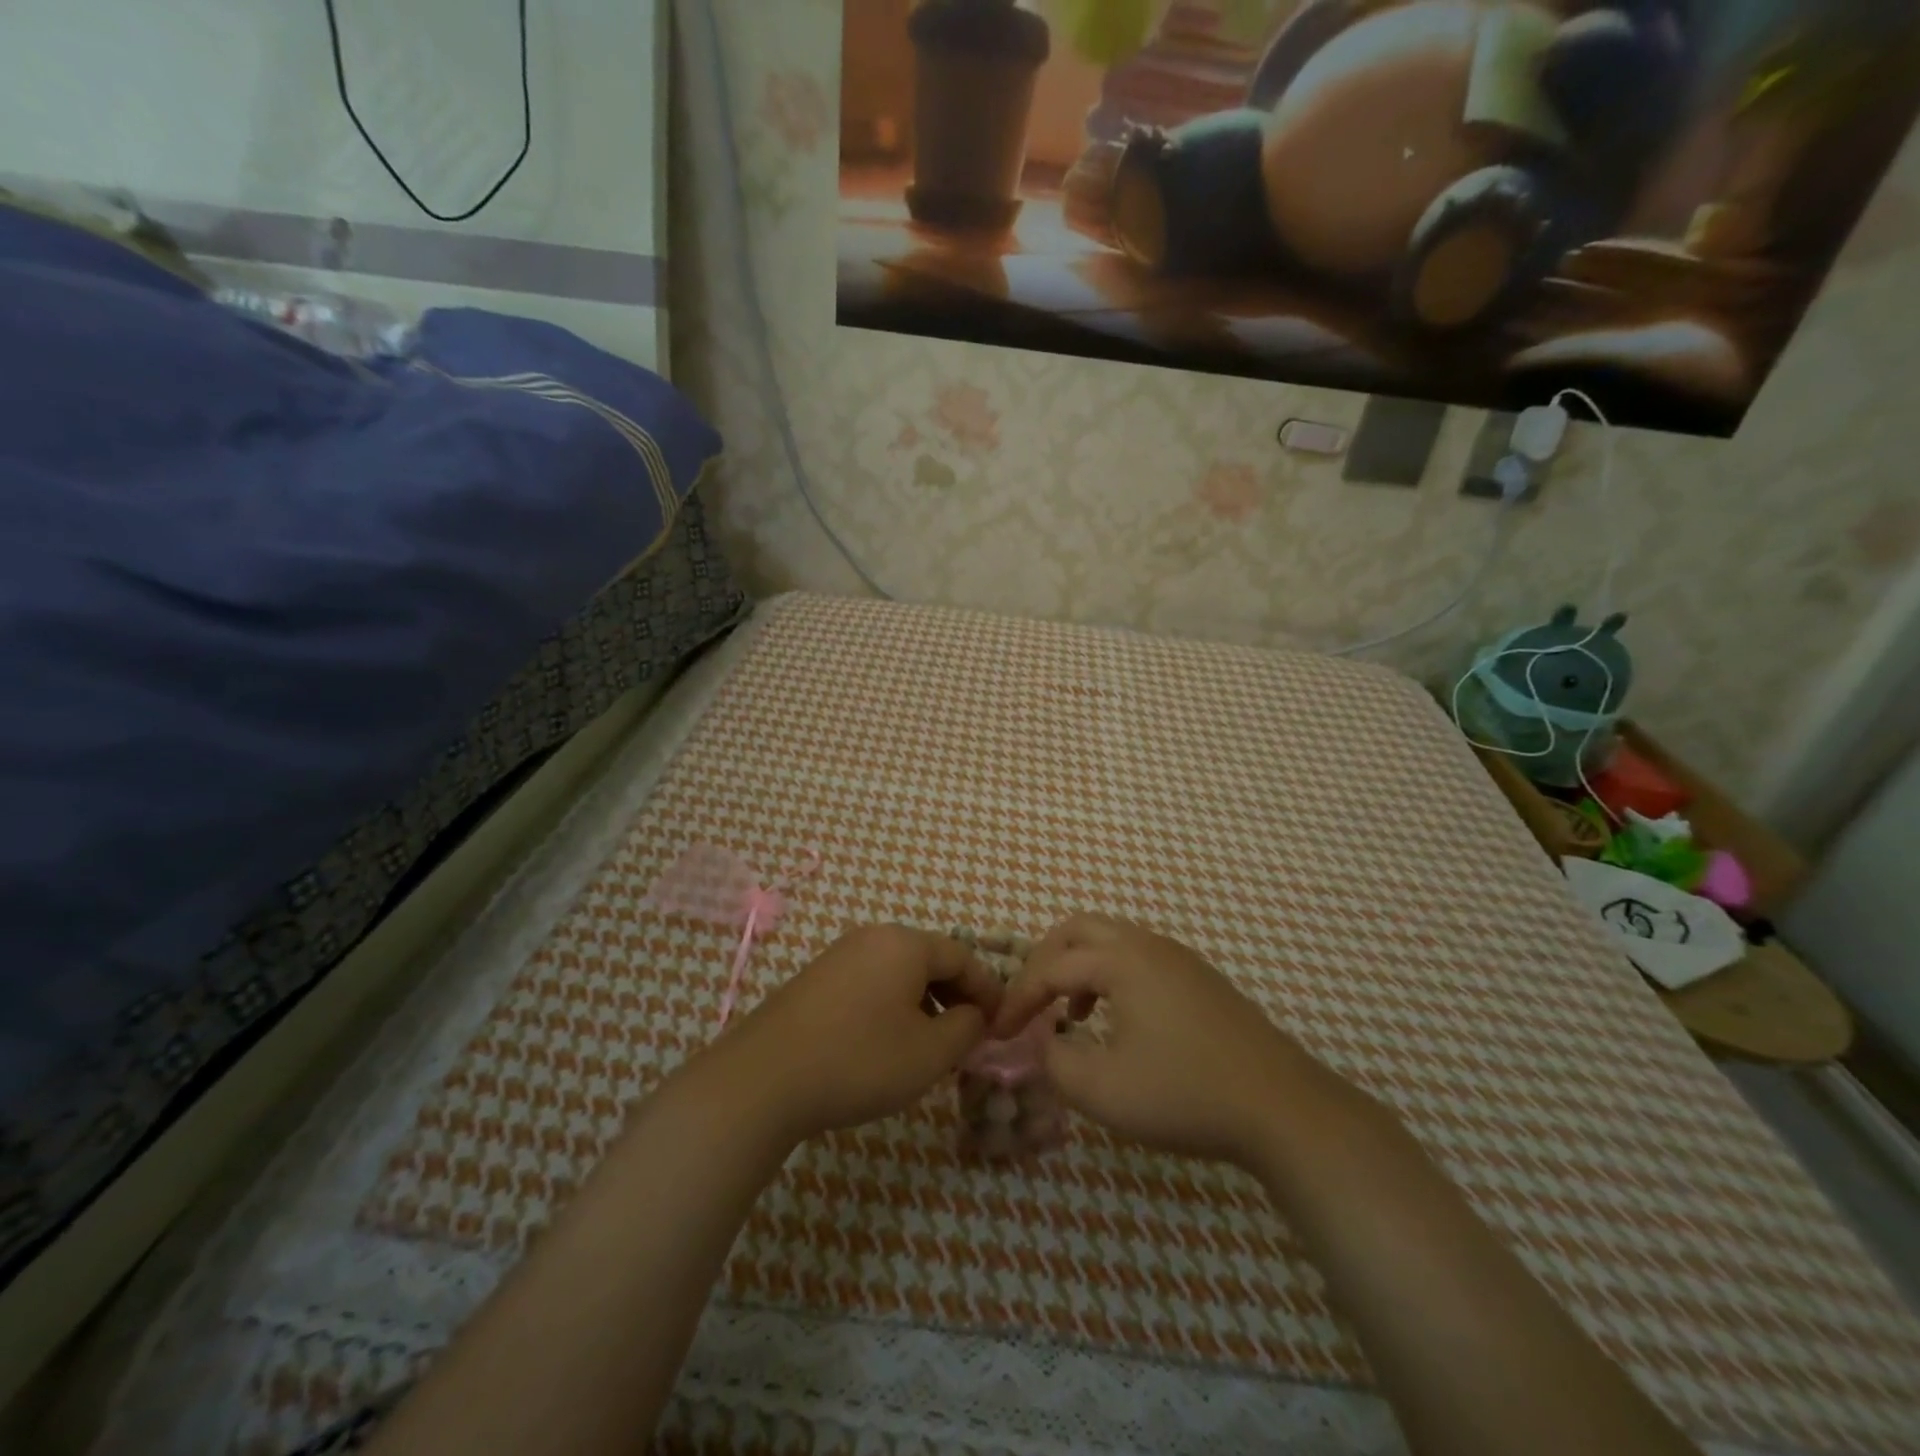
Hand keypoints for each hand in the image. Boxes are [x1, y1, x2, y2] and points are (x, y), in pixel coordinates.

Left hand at [716, 925, 1001, 1143]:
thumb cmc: (860, 1060)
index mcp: (905, 943)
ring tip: (931, 1043)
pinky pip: (870, 982)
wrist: (764, 1079)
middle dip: (956, 995)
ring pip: (898, 972)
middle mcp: (873, 937)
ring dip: (924, 1002)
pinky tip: (887, 1041)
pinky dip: (892, 1005)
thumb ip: (966, 1028)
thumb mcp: (930, 1052)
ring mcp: (839, 955)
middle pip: (930, 959)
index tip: (1001, 1023)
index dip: (988, 989)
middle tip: (969, 1035)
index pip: (963, 956)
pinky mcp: (815, 979)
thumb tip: (974, 1014)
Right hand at [995, 913, 1312, 1168]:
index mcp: (1122, 960)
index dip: (1019, 998)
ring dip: (1080, 968)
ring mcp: (1180, 959)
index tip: (999, 1032)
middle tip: (1031, 1001)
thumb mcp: (1103, 1090)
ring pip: (1112, 941)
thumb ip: (1055, 1062)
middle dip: (1045, 961)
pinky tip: (1118, 1022)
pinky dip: (1111, 976)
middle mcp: (1149, 945)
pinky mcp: (1201, 980)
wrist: (1282, 1107)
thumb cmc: (1185, 1094)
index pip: (1051, 967)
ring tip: (1070, 1014)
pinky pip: (1139, 958)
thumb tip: (1044, 1043)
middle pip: (1079, 930)